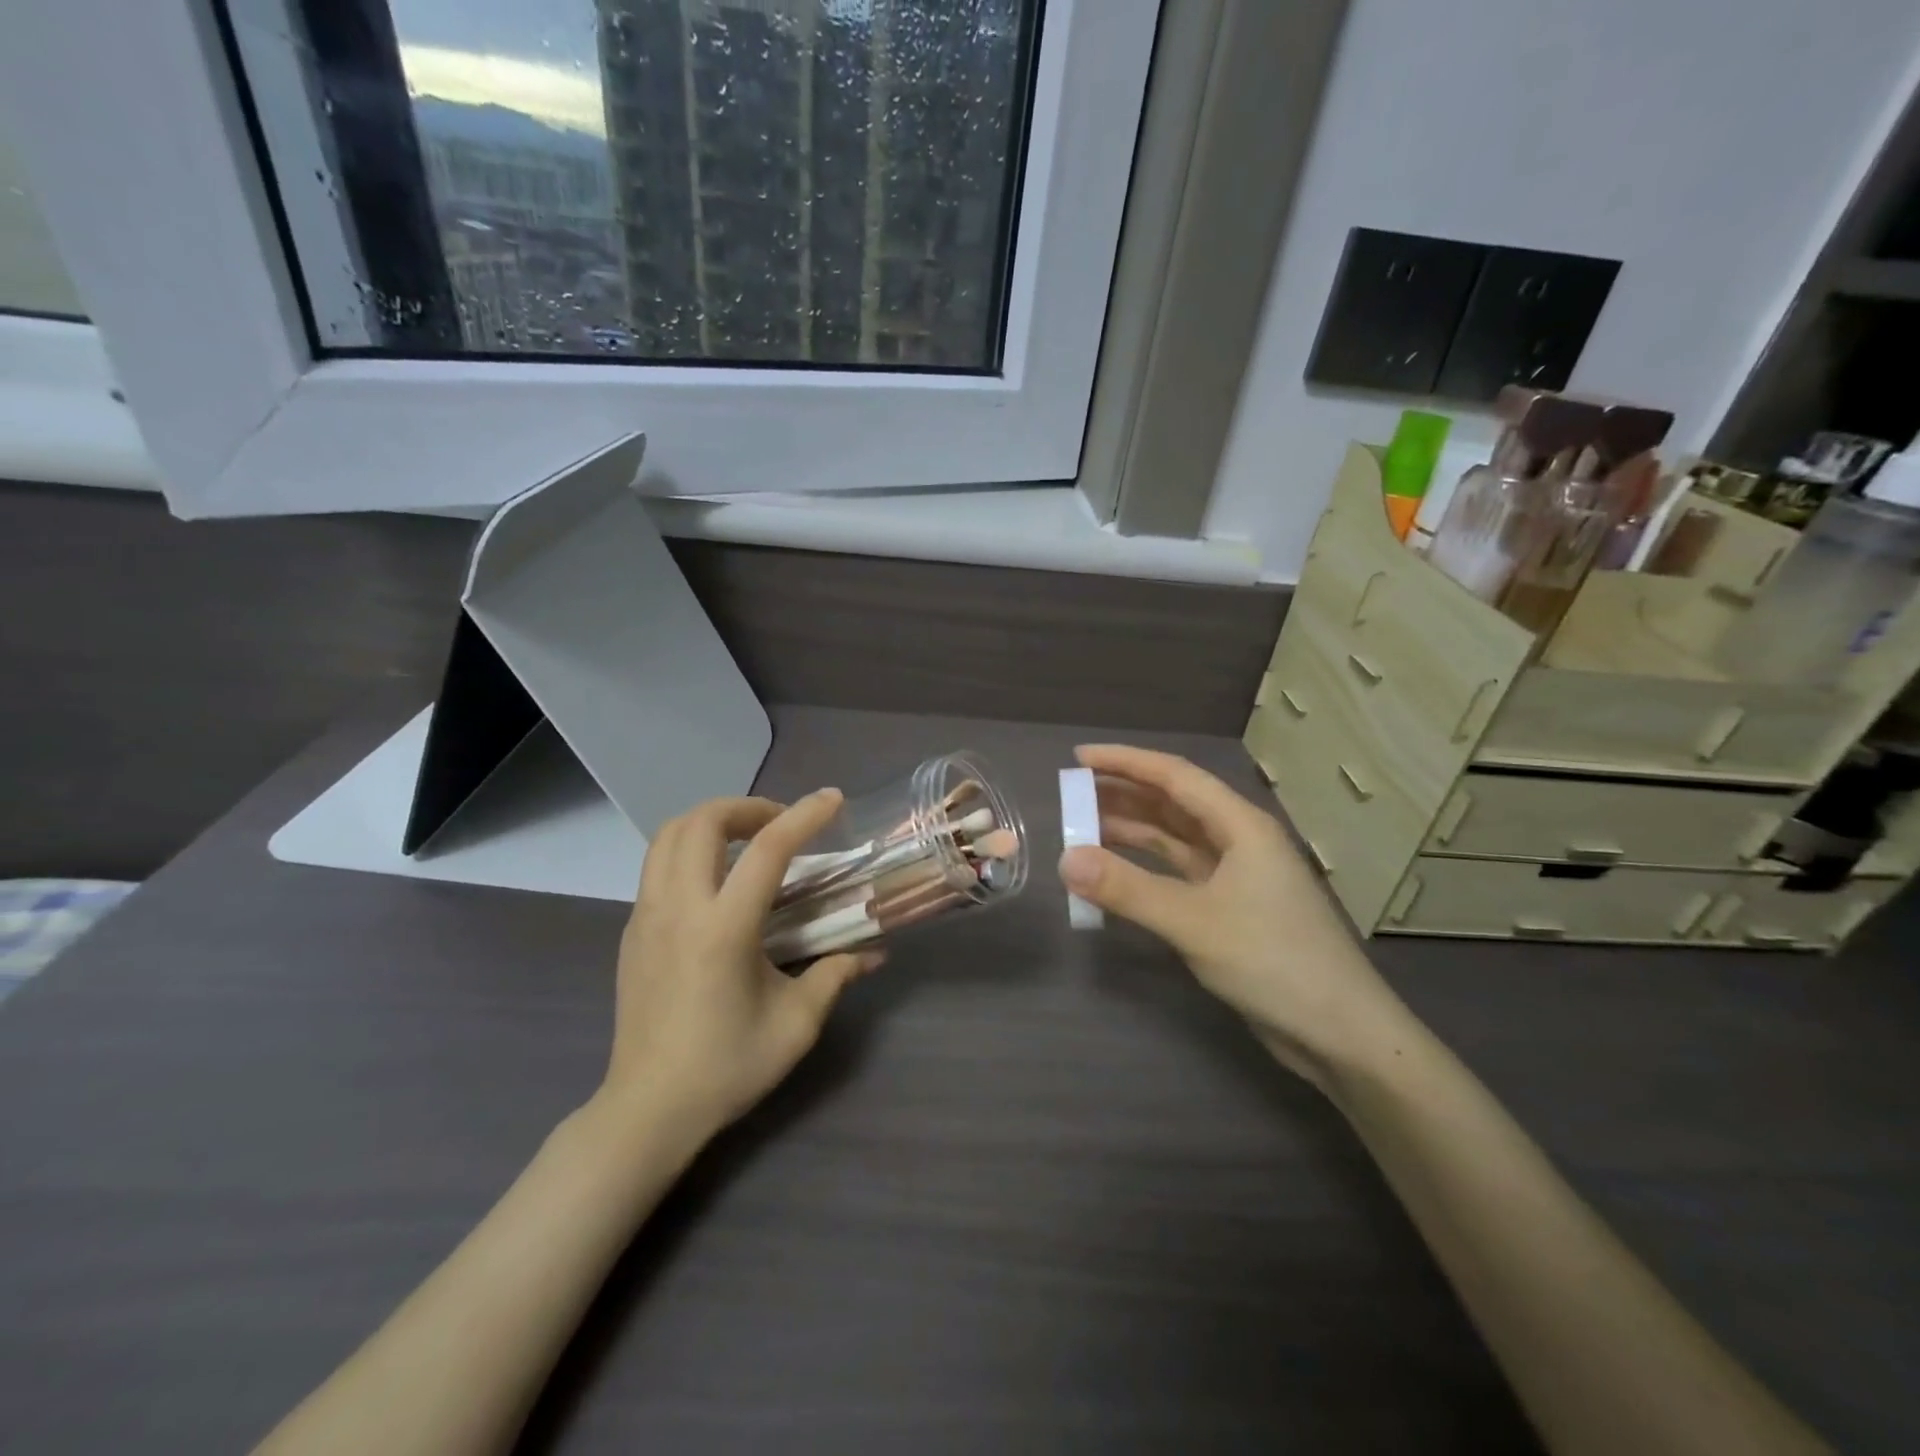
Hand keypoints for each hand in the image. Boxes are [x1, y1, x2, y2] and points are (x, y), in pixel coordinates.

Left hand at [599, 789, 883, 1135]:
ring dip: (710, 822)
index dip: (804, 816)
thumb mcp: (796, 1023)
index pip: (768, 850)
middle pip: (701, 822)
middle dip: (746, 807)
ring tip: (746, 841)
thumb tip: (874, 952)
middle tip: (780, 824)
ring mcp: (646, 916)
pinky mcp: (632, 931)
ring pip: (667, 836)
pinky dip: (689, 850)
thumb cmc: (727, 1066)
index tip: (832, 799)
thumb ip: (836, 974)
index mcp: (723, 928)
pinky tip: (716, 882)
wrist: (648, 1109)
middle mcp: (679, 909)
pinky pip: (656, 865)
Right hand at [1057, 745, 1407, 1082]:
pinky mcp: (1230, 909)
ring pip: (1174, 839)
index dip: (1125, 762)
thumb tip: (1065, 860)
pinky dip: (1144, 870)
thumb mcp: (1193, 922)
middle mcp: (1239, 840)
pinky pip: (1177, 874)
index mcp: (1241, 825)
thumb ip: (1127, 889)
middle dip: (1123, 794)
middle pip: (1173, 804)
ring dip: (1131, 832)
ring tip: (1082, 828)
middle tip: (1072, 793)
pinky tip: (1114, 874)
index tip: (1080, 757)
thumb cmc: (1273, 961)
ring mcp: (1236, 876)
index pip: (1174, 776)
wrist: (1340, 1032)